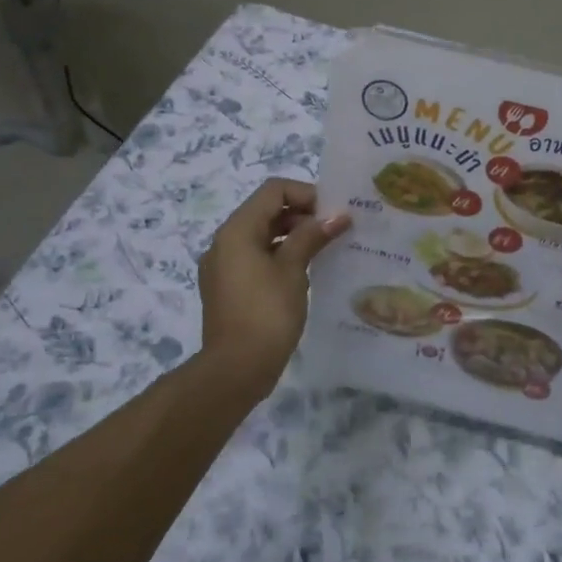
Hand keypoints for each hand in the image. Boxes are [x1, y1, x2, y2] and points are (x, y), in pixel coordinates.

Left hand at [197, 179, 348, 399]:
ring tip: (324, 250)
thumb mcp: (293, 269)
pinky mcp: (228, 288)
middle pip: (267, 211)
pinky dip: (280, 256)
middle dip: (302, 215)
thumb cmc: (266, 313)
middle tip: (334, 230)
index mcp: (237, 230)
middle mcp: (224, 242)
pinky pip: (256, 258)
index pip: (273, 190)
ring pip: (262, 235)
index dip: (306, 194)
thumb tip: (338, 215)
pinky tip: (305, 272)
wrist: (234, 371)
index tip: (333, 212)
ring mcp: (223, 267)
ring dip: (293, 236)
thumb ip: (312, 236)